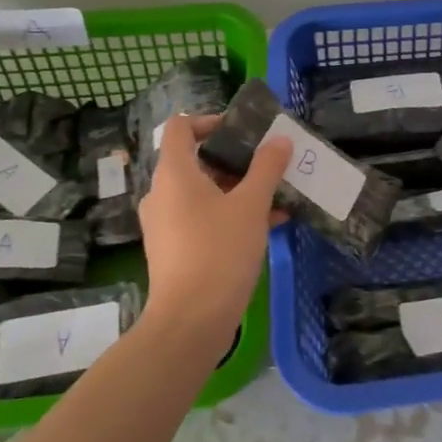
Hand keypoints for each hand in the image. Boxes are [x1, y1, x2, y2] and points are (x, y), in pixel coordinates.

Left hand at [137, 114, 291, 346]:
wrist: (191, 321)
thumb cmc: (219, 251)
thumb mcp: (251, 205)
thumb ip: (267, 168)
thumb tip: (280, 140)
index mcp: (174, 174)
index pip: (181, 127)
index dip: (210, 120)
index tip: (243, 131)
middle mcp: (162, 194)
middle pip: (196, 160)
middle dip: (236, 159)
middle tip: (270, 164)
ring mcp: (165, 224)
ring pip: (203, 192)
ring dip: (239, 189)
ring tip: (277, 196)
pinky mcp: (173, 249)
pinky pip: (202, 218)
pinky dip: (230, 214)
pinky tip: (269, 224)